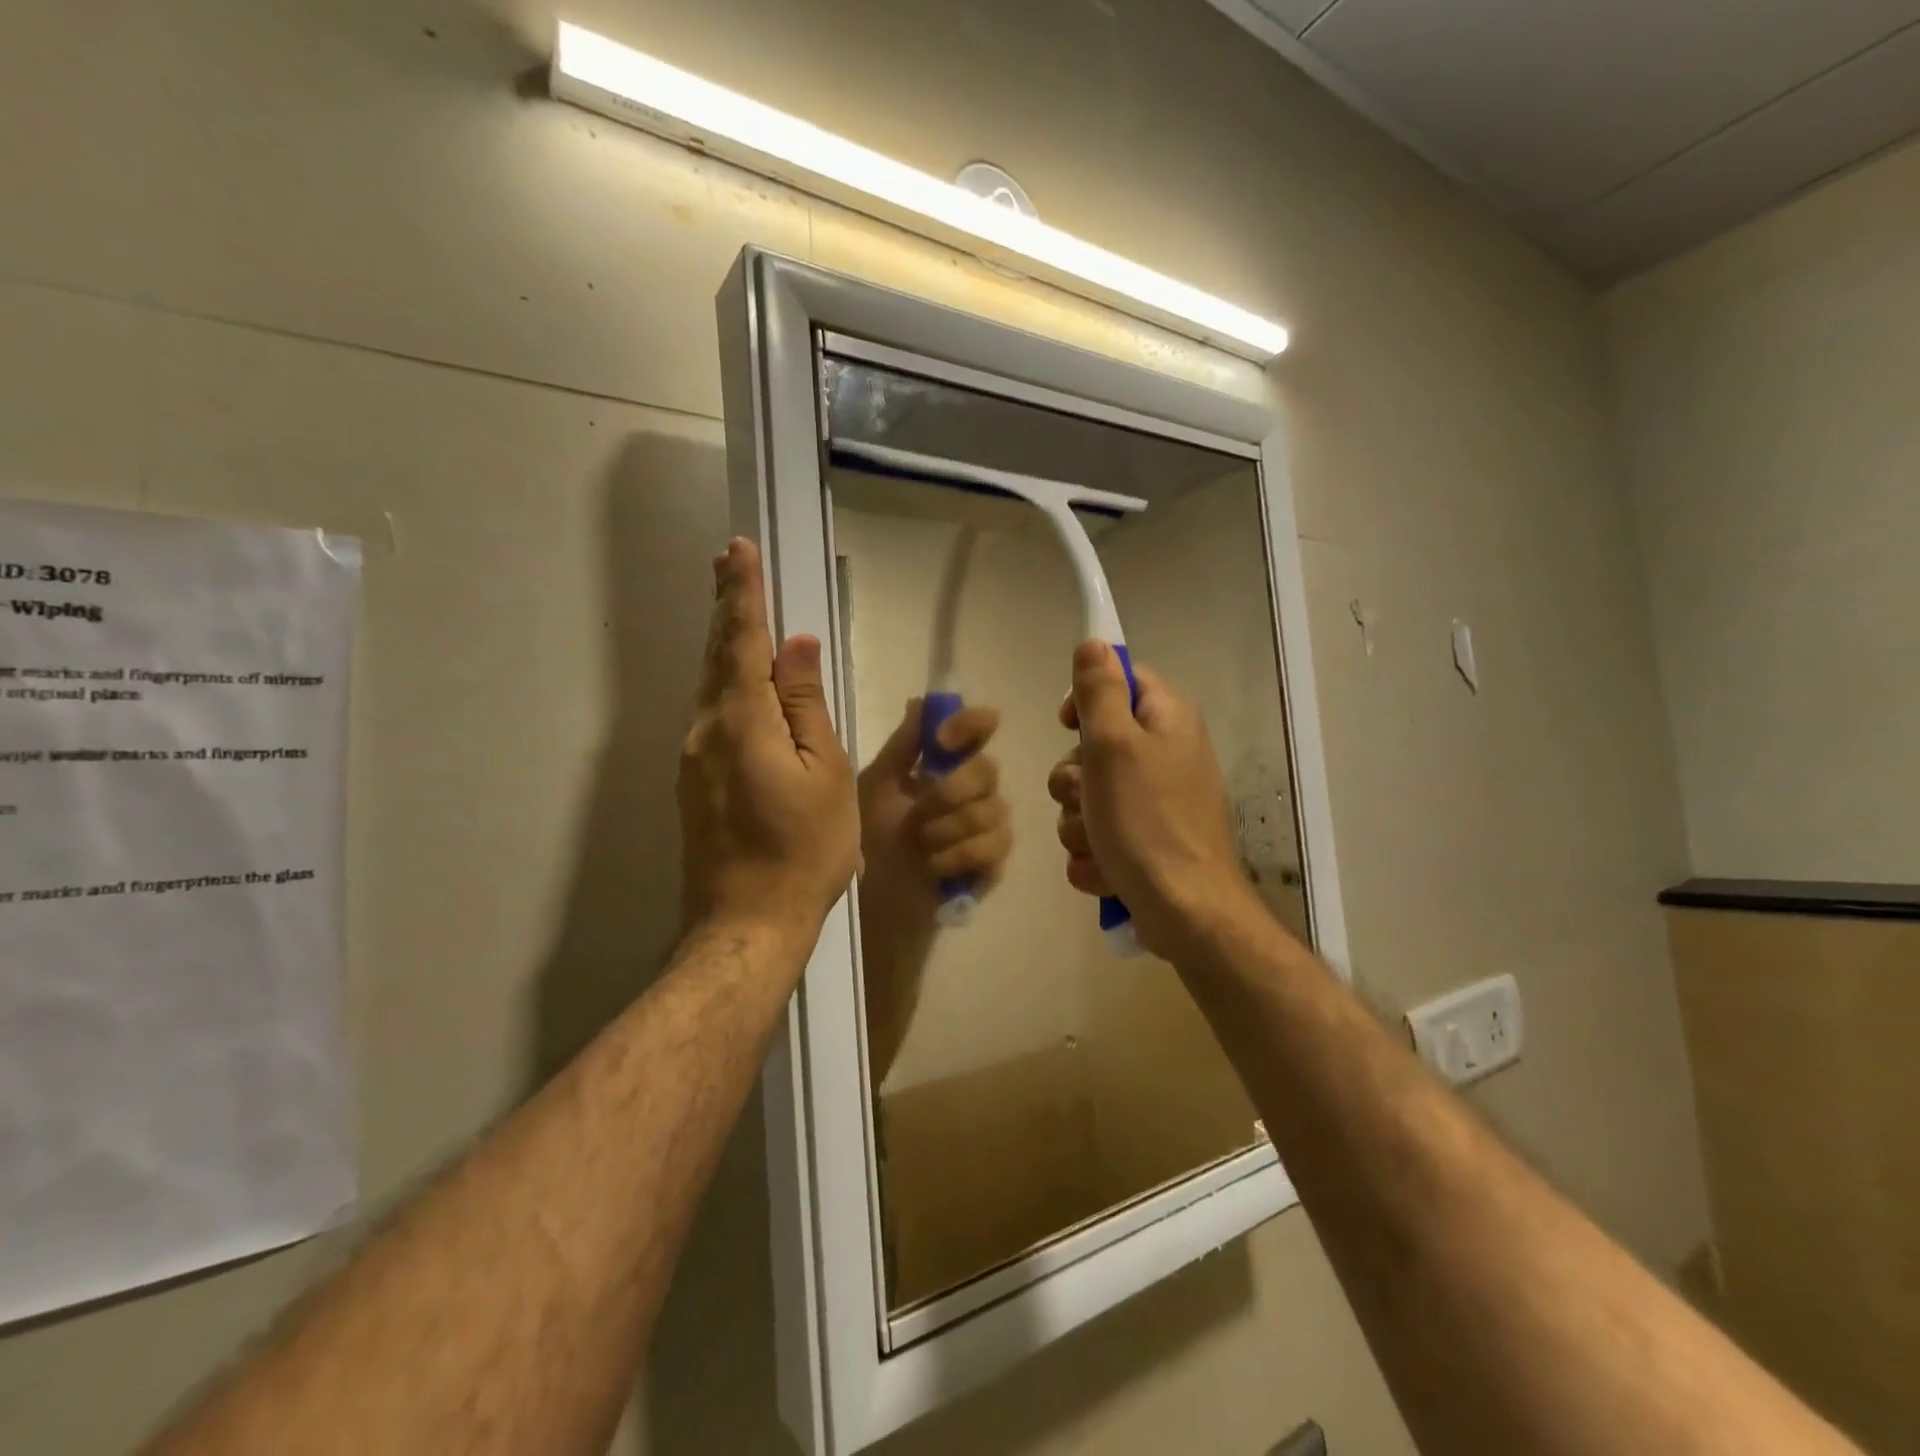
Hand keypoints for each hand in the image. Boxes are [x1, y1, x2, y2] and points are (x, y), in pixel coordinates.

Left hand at [678, 540, 860, 941]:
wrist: (747, 922)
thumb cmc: (804, 849)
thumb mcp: (825, 772)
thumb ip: (807, 705)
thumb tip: (797, 648)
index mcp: (742, 721)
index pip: (741, 640)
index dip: (742, 594)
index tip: (737, 551)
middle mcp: (705, 730)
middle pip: (716, 656)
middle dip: (726, 607)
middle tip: (728, 562)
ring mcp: (692, 758)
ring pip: (710, 686)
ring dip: (724, 644)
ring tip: (737, 610)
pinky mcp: (692, 783)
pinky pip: (711, 715)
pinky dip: (725, 683)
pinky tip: (740, 682)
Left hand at [858, 699, 1011, 907]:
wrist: (870, 895)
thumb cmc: (869, 835)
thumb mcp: (877, 785)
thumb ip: (903, 746)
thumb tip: (921, 700)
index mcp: (946, 764)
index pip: (978, 728)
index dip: (970, 725)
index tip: (941, 742)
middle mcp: (973, 789)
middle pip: (988, 769)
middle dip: (950, 791)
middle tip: (918, 813)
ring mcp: (987, 826)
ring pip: (994, 810)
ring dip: (949, 829)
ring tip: (920, 845)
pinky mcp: (992, 862)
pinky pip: (995, 846)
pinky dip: (959, 856)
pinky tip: (933, 867)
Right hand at [1048, 641, 1255, 958]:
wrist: (1186, 912)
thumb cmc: (1148, 821)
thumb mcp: (1114, 745)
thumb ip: (1100, 692)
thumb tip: (1095, 641)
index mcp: (1167, 720)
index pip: (1121, 680)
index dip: (1086, 701)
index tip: (1068, 725)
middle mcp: (1166, 754)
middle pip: (1094, 745)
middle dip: (1075, 780)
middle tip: (1088, 799)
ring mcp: (1156, 802)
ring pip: (1088, 797)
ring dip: (1080, 823)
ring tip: (1101, 844)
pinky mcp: (1145, 842)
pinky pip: (1098, 835)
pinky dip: (1095, 854)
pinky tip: (1108, 870)